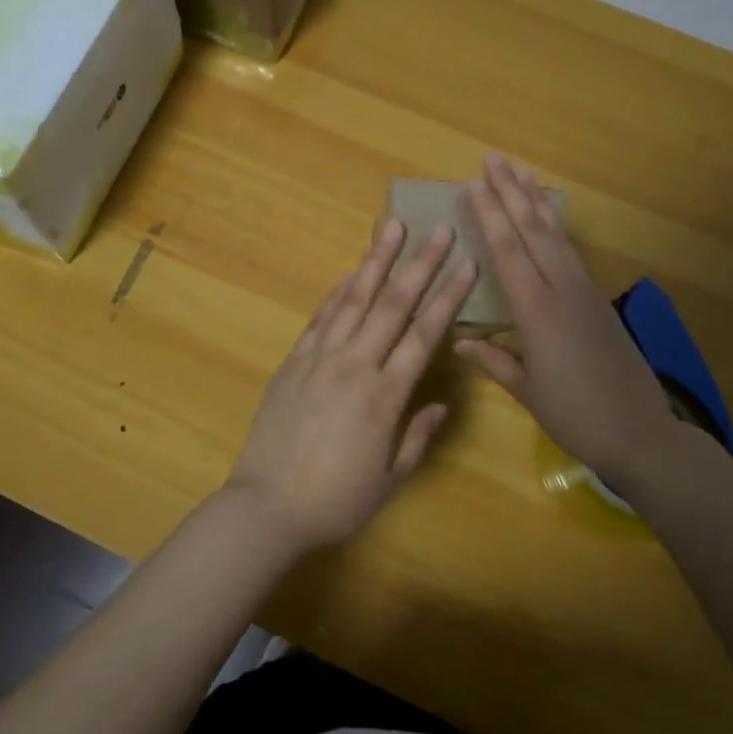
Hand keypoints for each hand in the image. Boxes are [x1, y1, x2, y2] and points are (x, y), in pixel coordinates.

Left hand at [223, 219, 477, 553]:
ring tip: (392, 228)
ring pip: (353, 299)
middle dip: (419, 264)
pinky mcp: (293, 361)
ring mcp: (318, 358)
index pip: (423, 334)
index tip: (466, 264)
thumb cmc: (335, 500)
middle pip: (392, 304)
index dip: (448, 297)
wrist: (266, 505)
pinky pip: (320, 318)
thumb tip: (441, 402)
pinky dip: (337, 291)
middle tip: (439, 230)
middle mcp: (353, 365)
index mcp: (384, 395)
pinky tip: (350, 272)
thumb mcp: (389, 478)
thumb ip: (417, 435)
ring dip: (375, 261)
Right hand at [456, 152, 681, 490]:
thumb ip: (495, 361)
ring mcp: (585, 292)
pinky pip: (570, 251)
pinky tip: (547, 217)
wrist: (642, 433)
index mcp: (539, 314)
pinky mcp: (598, 300)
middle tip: (493, 158)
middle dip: (511, 192)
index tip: (475, 184)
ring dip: (535, 201)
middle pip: (534, 231)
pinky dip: (554, 226)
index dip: (490, 216)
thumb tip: (459, 341)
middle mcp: (563, 292)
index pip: (509, 253)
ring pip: (556, 235)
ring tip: (520, 172)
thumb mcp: (528, 393)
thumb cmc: (577, 417)